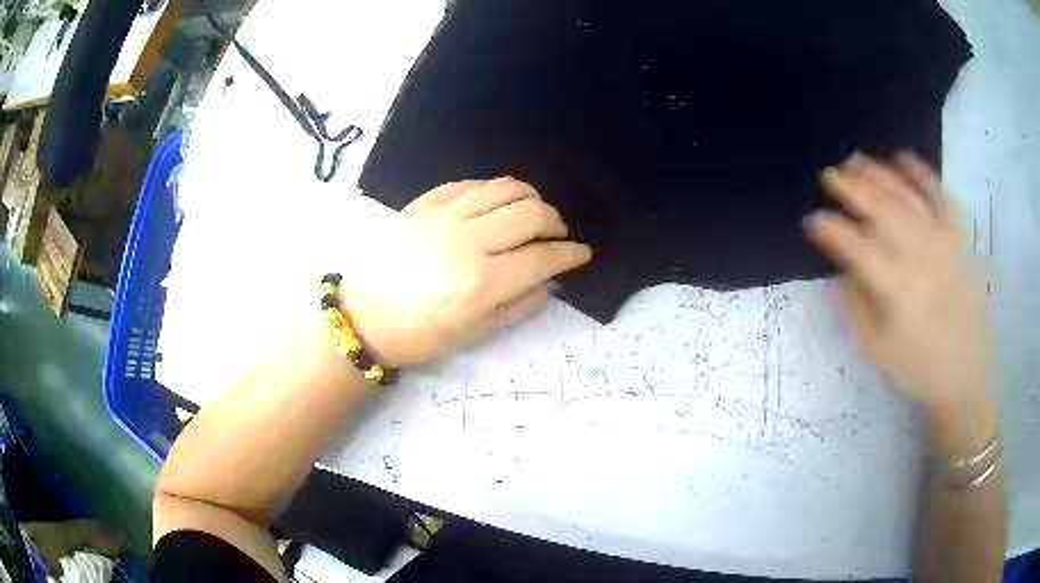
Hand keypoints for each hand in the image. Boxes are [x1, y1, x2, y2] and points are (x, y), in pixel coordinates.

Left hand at [339, 178, 591, 367]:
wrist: (363, 316)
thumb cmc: (419, 335)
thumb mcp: (473, 334)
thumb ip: (519, 305)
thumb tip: (551, 282)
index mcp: (480, 283)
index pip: (542, 257)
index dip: (570, 254)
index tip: (582, 253)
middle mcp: (467, 241)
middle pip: (530, 212)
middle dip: (555, 222)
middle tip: (556, 234)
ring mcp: (443, 216)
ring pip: (504, 188)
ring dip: (530, 198)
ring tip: (532, 213)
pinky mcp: (424, 203)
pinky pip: (471, 184)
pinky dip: (494, 190)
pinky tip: (496, 204)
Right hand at [804, 153, 987, 409]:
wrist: (963, 375)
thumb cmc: (917, 368)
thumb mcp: (876, 349)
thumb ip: (854, 305)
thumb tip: (839, 269)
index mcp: (895, 287)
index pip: (855, 245)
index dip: (830, 228)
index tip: (812, 220)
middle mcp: (919, 254)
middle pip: (880, 208)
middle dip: (850, 187)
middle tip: (829, 175)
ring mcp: (942, 240)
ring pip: (905, 194)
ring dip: (878, 174)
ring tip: (856, 161)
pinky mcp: (958, 238)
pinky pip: (940, 195)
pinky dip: (921, 173)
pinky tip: (902, 157)